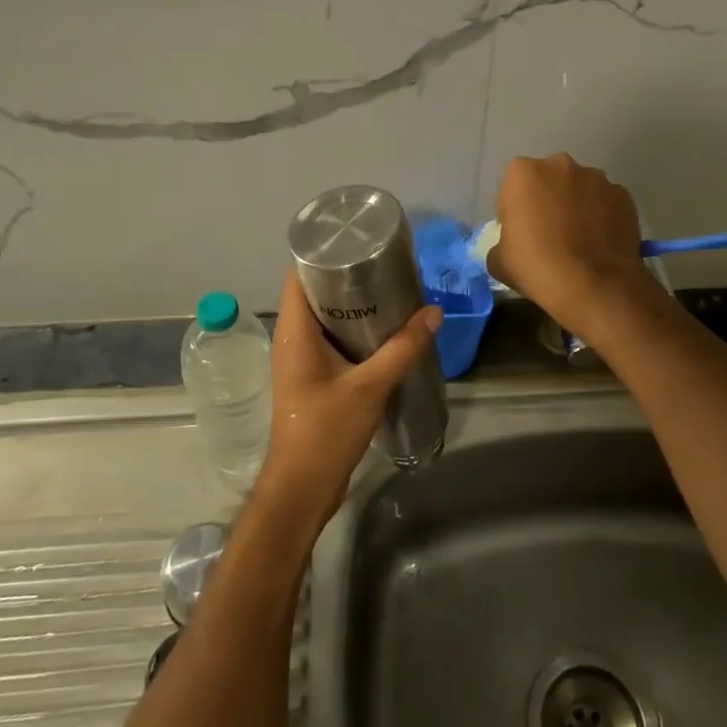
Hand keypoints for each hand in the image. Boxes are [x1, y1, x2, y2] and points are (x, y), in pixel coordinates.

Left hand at [255, 269, 442, 530]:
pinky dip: (354, 327)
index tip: (357, 238)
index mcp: (294, 331)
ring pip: (325, 316)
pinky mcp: (313, 375)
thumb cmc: (325, 432)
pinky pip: (332, 337)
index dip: (323, 251)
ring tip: (390, 286)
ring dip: (353, 302)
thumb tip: (434, 312)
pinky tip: (385, 327)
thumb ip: (403, 349)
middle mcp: (293, 338)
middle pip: (314, 290)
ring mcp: (301, 358)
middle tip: (386, 261)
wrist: (302, 488)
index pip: (298, 274)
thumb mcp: (369, 387)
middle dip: (347, 274)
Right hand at [488, 154, 660, 337]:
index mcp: (523, 173)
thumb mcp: (498, 261)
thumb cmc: (537, 267)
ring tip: (580, 238)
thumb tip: (512, 244)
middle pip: (549, 180)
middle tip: (550, 233)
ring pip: (580, 188)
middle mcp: (560, 165)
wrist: (594, 286)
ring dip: (577, 205)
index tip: (521, 233)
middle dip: (548, 199)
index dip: (515, 210)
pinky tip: (601, 242)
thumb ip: (501, 243)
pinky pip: (606, 202)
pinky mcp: (623, 195)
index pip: (513, 187)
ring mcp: (596, 178)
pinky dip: (602, 215)